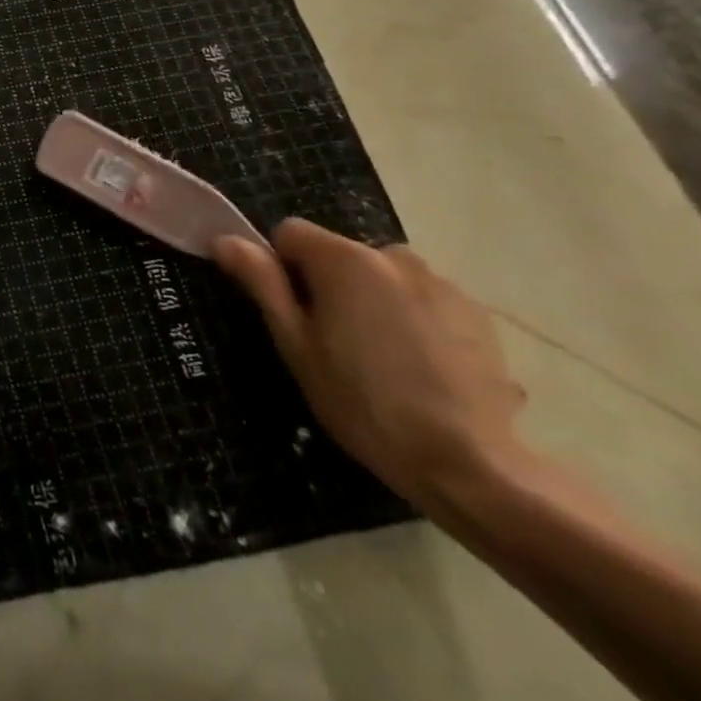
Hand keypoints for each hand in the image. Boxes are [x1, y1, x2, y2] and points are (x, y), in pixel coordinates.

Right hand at [213, 220, 527, 513]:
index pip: (290, 233)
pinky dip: (413, 319)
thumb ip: (262, 283)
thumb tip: (225, 239)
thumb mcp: (297, 346)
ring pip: (382, 277)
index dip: (281, 268)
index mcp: (344, 259)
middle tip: (336, 346)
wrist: (473, 467)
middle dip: (330, 286)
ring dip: (373, 301)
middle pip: (338, 254)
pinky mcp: (475, 312)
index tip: (294, 315)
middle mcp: (392, 254)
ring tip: (384, 362)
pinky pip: (422, 299)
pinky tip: (422, 369)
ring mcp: (440, 282)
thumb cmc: (364, 404)